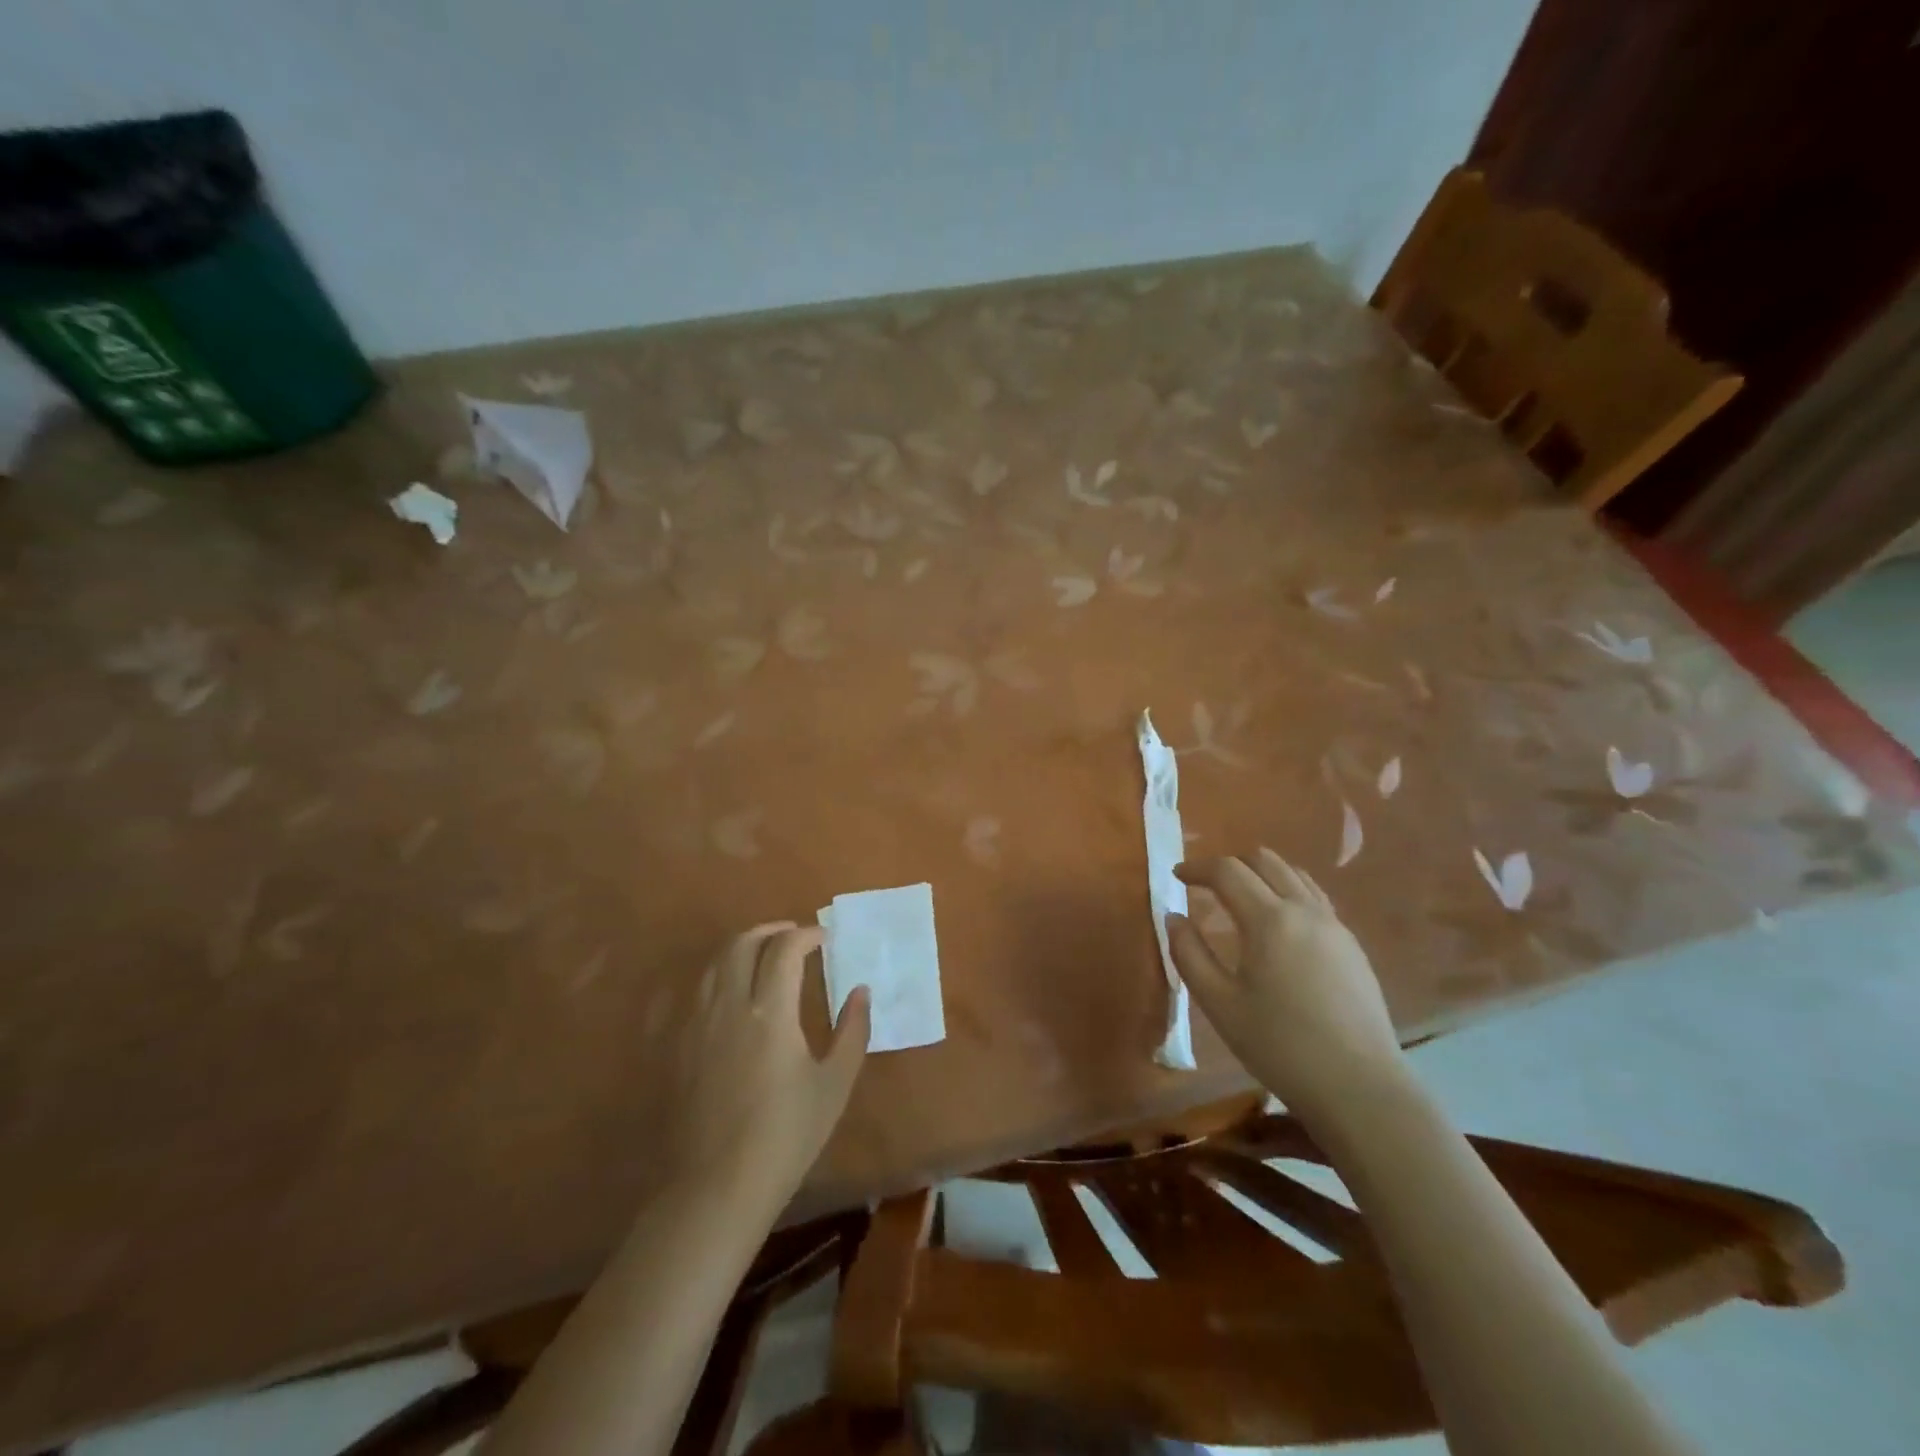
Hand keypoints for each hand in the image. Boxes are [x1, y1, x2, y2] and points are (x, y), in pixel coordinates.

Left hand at [664, 922, 870, 1202]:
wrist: (717, 1187)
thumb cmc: (786, 1136)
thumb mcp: (834, 1085)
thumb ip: (853, 1031)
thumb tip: (861, 992)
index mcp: (770, 1012)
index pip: (785, 950)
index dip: (807, 935)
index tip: (825, 938)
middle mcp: (730, 1006)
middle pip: (742, 943)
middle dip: (771, 930)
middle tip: (795, 935)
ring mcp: (698, 1024)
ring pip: (716, 963)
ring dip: (743, 947)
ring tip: (766, 955)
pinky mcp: (680, 1045)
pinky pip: (701, 990)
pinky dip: (723, 973)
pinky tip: (737, 993)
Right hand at [1169, 849, 1403, 1125]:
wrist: (1360, 1088)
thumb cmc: (1280, 1046)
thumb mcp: (1219, 1004)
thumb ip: (1189, 954)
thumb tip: (1174, 917)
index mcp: (1269, 920)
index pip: (1227, 871)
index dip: (1197, 867)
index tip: (1176, 876)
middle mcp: (1304, 911)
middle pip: (1264, 860)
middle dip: (1230, 864)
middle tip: (1206, 884)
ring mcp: (1334, 926)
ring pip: (1294, 875)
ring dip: (1261, 873)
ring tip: (1241, 896)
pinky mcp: (1352, 946)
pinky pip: (1315, 898)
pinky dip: (1288, 892)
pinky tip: (1279, 924)